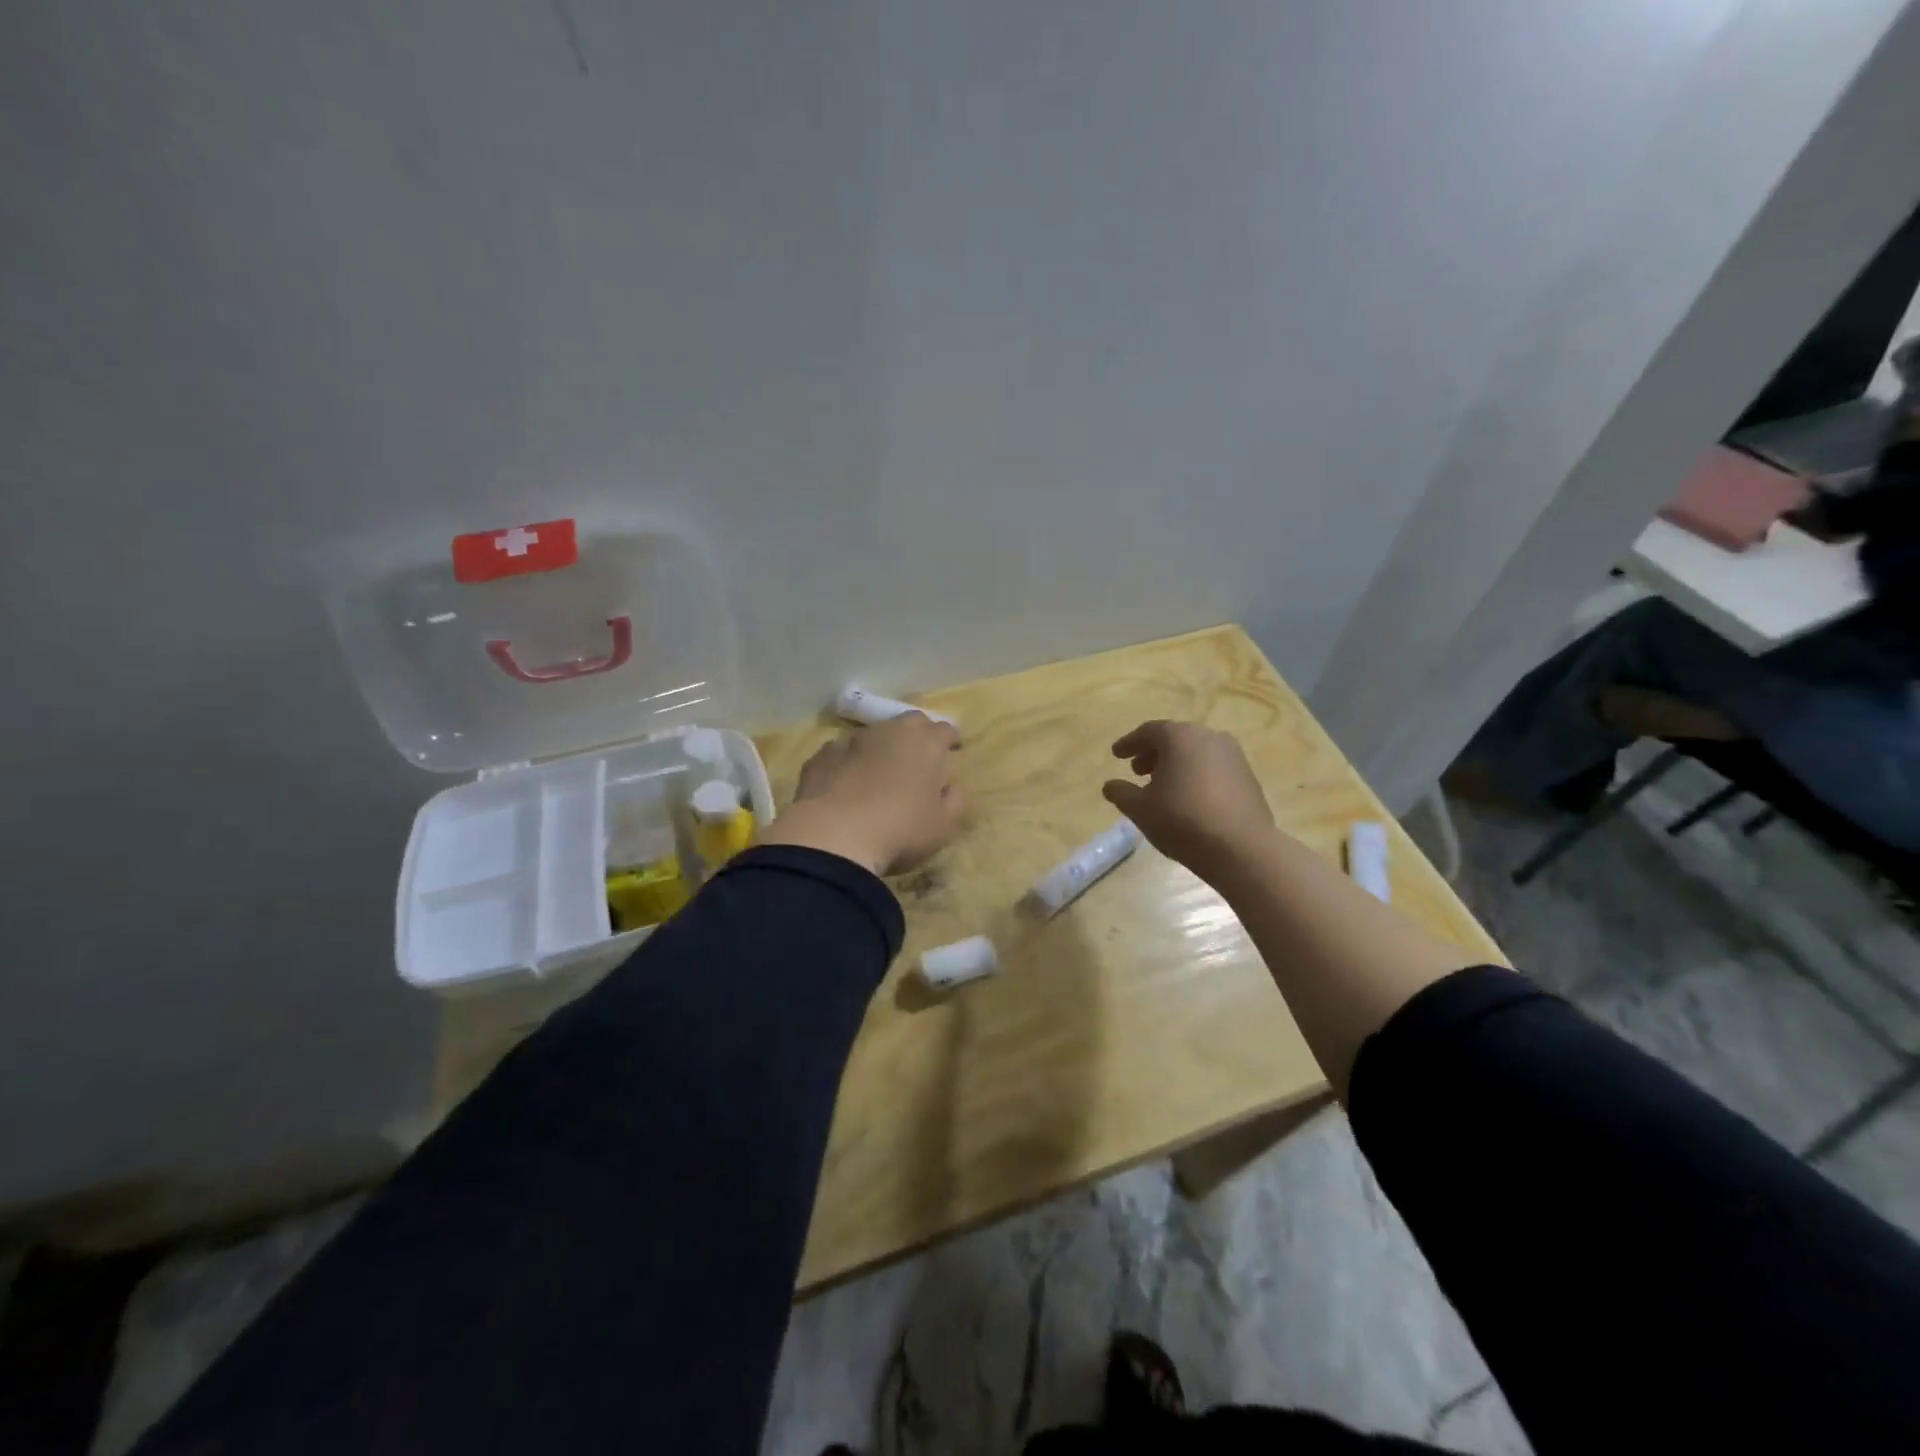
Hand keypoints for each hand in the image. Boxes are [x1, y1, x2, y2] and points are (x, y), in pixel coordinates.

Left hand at [759, 712, 964, 875]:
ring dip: (881, 747)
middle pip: (910, 722)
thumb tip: (949, 789)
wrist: (834, 835)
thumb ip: (953, 801)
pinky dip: (848, 762)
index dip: (950, 740)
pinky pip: (841, 752)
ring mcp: (852, 740)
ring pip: (873, 734)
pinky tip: (845, 783)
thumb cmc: (901, 830)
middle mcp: (890, 732)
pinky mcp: (822, 756)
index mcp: (926, 744)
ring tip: (880, 771)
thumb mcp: (943, 825)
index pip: (945, 729)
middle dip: (918, 734)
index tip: (952, 751)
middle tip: (919, 757)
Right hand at [1102, 720, 1274, 881]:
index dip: (1129, 743)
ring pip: (1196, 752)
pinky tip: (1189, 798)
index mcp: (1180, 737)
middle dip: (1153, 753)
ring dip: (1176, 764)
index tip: (1116, 755)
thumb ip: (1121, 793)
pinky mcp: (1248, 776)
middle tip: (1138, 771)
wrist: (1242, 849)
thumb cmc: (1182, 821)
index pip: (1148, 731)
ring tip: (1163, 787)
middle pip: (1175, 738)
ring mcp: (1233, 755)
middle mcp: (1209, 737)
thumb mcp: (1140, 809)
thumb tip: (1110, 785)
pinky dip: (1196, 774)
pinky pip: (1214, 767)